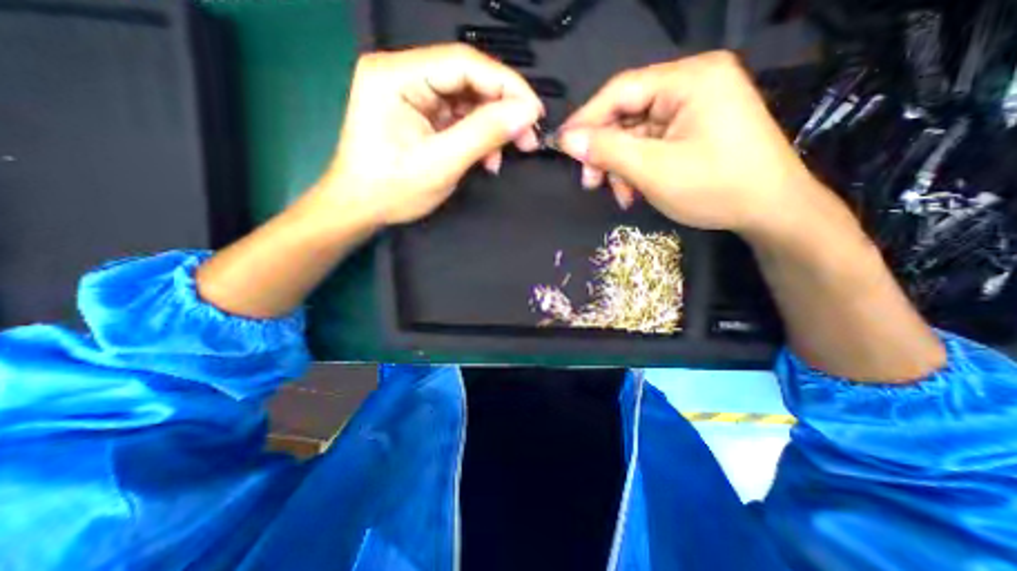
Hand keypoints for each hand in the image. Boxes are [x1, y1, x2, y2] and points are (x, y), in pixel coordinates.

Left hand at [314, 44, 544, 226]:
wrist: (361, 209)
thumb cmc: (392, 190)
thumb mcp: (441, 164)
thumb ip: (483, 134)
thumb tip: (526, 113)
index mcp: (396, 76)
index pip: (464, 63)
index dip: (506, 85)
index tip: (535, 113)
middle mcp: (403, 74)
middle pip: (468, 80)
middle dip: (502, 109)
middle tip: (528, 138)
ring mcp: (412, 94)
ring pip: (467, 100)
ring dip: (492, 128)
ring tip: (508, 154)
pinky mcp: (420, 113)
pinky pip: (459, 117)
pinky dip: (479, 137)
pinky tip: (488, 159)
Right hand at [555, 49, 824, 236]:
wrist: (770, 211)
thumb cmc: (715, 187)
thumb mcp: (653, 170)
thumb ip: (607, 151)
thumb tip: (567, 140)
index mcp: (690, 79)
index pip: (621, 90)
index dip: (586, 119)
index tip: (561, 145)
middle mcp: (692, 84)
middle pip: (628, 114)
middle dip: (605, 151)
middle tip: (590, 182)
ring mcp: (693, 108)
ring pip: (636, 134)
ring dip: (620, 166)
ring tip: (619, 195)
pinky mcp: (693, 130)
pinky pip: (651, 145)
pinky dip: (636, 169)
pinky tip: (634, 192)